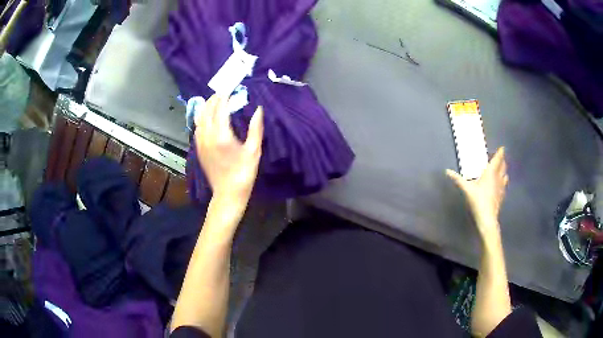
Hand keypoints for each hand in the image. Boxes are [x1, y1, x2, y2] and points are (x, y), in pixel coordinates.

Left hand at [194, 95, 263, 204]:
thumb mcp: (254, 151)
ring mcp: (200, 142)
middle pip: (207, 110)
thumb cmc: (244, 173)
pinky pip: (197, 127)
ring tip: (216, 101)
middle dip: (215, 98)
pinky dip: (202, 117)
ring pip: (199, 117)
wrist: (228, 193)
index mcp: (222, 135)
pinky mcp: (199, 148)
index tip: (231, 87)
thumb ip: (256, 128)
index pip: (220, 108)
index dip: (225, 95)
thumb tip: (258, 109)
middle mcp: (207, 136)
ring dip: (207, 107)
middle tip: (224, 92)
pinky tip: (209, 117)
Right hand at [447, 147, 508, 239]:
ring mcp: (501, 187)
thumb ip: (458, 179)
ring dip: (504, 170)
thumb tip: (447, 171)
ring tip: (502, 169)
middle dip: (502, 160)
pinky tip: (501, 184)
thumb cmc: (478, 201)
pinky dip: (504, 181)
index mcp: (490, 173)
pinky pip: (504, 184)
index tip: (502, 148)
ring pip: (505, 175)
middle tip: (501, 157)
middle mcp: (498, 178)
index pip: (497, 160)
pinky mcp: (502, 195)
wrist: (488, 218)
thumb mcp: (466, 189)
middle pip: (503, 166)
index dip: (500, 153)